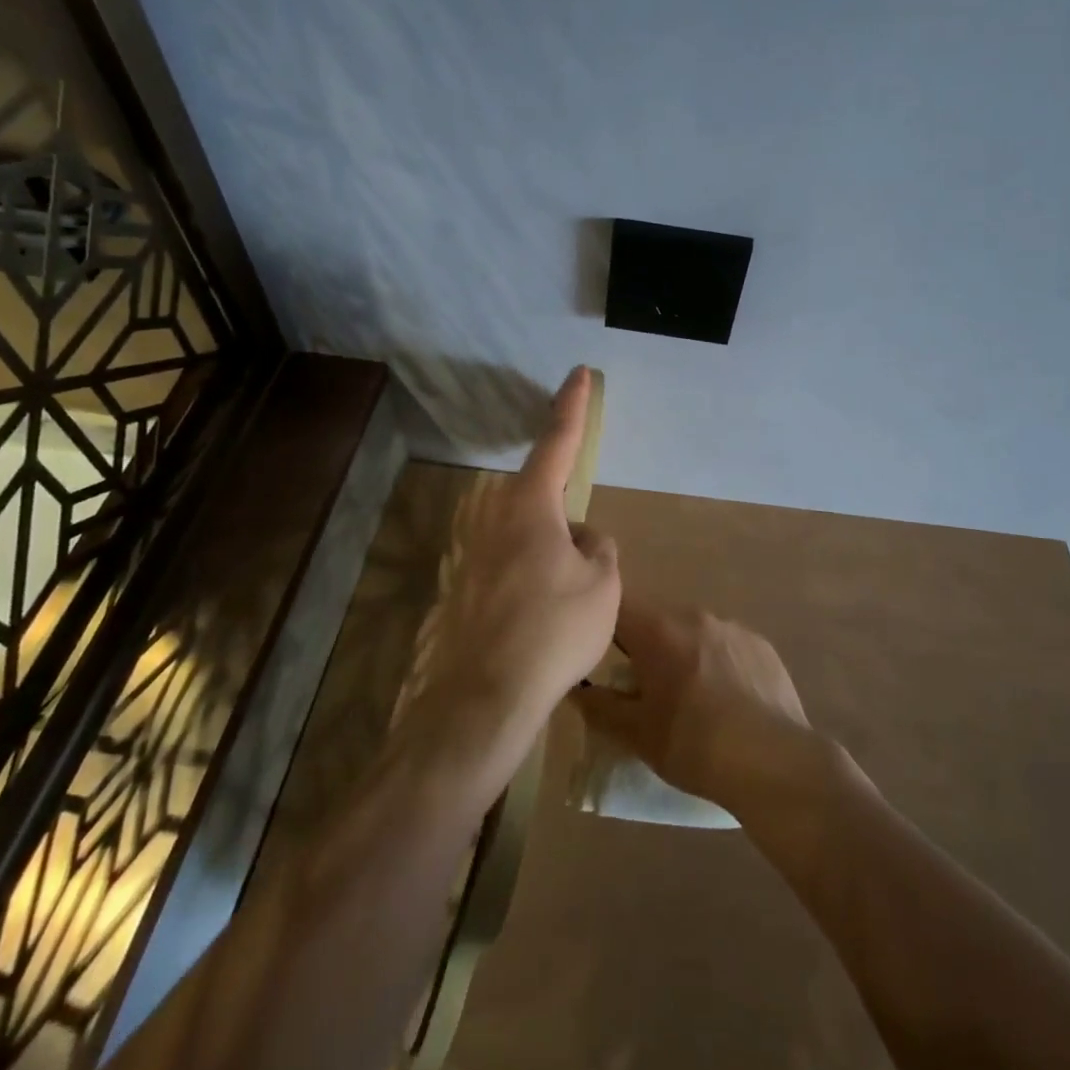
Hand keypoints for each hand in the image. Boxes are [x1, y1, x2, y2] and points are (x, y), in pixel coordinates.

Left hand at [427, 367, 620, 730]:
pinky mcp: (466, 584)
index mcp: (530, 504)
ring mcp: (475, 551)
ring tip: (569, 606)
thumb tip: (583, 538)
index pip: (557, 441)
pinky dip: (535, 582)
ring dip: (554, 559)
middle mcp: (495, 517)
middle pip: (542, 498)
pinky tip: (543, 623)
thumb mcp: (603, 584)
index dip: (572, 405)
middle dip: (568, 522)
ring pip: (530, 537)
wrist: (485, 697)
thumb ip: (599, 547)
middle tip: (587, 567)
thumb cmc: (554, 629)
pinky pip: (514, 566)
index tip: (578, 372)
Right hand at [574, 596, 813, 815]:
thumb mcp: (638, 735)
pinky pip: (727, 645)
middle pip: (657, 620)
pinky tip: (728, 701)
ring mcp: (732, 627)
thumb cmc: (695, 746)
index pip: (618, 607)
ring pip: (693, 632)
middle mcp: (695, 615)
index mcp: (659, 630)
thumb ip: (601, 708)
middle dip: (647, 647)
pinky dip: (719, 663)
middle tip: (646, 689)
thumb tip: (576, 691)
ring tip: (692, 699)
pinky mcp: (762, 645)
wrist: (774, 762)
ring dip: (684, 654)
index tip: (603, 655)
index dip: (606, 626)